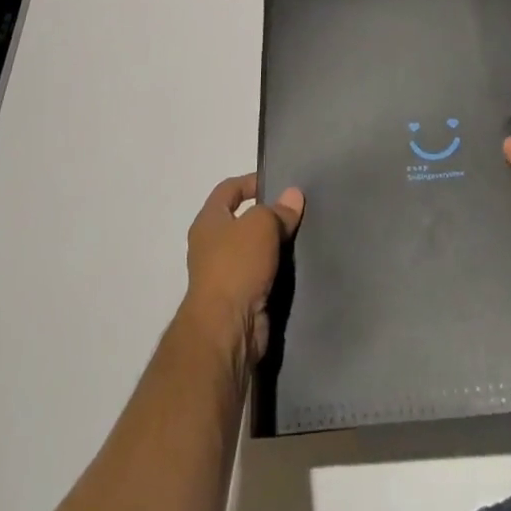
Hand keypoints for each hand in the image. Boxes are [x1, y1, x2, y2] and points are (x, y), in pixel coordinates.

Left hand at [179, 174, 303, 372]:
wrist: (227, 329)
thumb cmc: (237, 265)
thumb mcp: (261, 225)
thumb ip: (278, 209)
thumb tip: (293, 195)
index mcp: (208, 221)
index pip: (228, 189)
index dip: (251, 181)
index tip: (278, 182)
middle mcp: (212, 245)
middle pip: (242, 220)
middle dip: (268, 215)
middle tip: (296, 210)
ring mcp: (224, 274)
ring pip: (254, 250)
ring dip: (274, 245)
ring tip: (302, 235)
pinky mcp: (239, 299)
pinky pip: (261, 275)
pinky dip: (277, 270)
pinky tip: (298, 264)